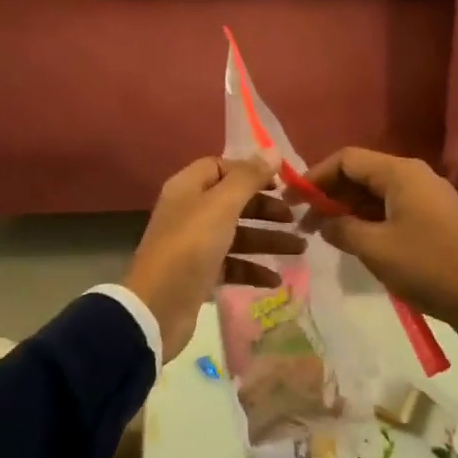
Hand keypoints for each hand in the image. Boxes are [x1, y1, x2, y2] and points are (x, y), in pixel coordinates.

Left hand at [122, 156, 304, 360]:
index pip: (220, 167)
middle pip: (233, 201)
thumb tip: (273, 150)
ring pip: (237, 234)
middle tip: (295, 217)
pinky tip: (276, 279)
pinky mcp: (200, 274)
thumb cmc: (190, 247)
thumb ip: (248, 178)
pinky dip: (253, 268)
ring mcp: (194, 244)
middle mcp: (190, 211)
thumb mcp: (221, 206)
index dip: (250, 171)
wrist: (158, 307)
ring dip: (267, 239)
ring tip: (300, 249)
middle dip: (265, 209)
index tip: (280, 184)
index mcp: (188, 188)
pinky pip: (232, 264)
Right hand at [301, 148, 457, 366]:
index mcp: (400, 173)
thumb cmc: (427, 267)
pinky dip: (368, 220)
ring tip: (322, 235)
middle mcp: (414, 176)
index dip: (315, 176)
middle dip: (329, 194)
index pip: (346, 159)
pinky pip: (392, 210)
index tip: (291, 200)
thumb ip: (341, 229)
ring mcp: (428, 198)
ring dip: (347, 210)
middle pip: (361, 174)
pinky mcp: (435, 220)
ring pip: (376, 193)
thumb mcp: (375, 248)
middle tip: (303, 222)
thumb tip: (324, 223)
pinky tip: (354, 242)